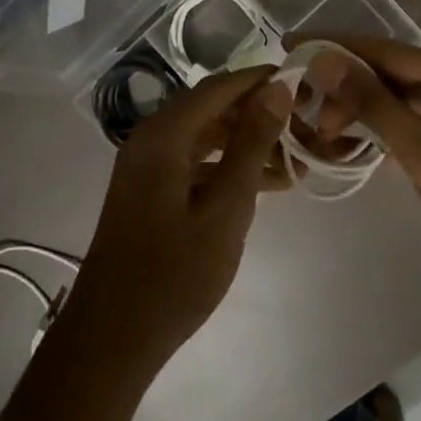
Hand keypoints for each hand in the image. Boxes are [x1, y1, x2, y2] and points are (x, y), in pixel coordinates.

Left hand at [54, 67, 293, 377]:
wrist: (113, 339)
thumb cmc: (173, 275)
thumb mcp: (226, 208)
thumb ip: (252, 144)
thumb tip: (277, 87)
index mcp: (163, 135)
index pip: (221, 87)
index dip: (263, 80)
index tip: (306, 84)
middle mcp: (151, 139)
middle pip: (213, 109)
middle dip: (260, 114)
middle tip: (307, 127)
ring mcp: (147, 166)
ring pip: (207, 137)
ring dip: (248, 144)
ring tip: (297, 161)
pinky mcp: (150, 190)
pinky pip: (196, 163)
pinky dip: (229, 168)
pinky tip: (267, 185)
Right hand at [295, 35, 420, 314]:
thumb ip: (376, 106)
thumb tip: (325, 59)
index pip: (386, 50)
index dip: (335, 47)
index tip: (288, 46)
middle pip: (390, 74)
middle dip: (344, 87)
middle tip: (300, 112)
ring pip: (397, 104)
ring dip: (358, 114)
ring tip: (317, 133)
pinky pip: (410, 130)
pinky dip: (379, 138)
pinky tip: (348, 149)